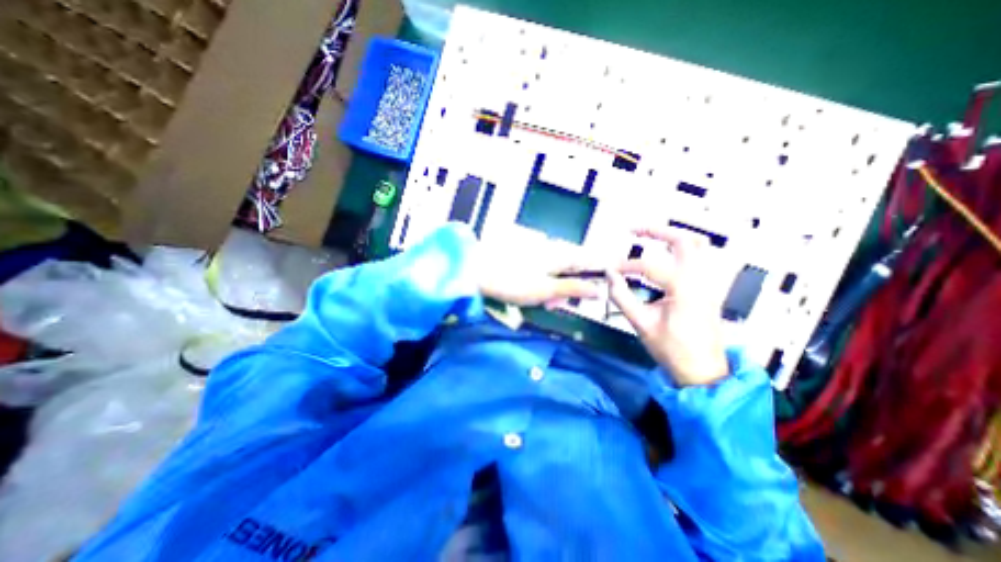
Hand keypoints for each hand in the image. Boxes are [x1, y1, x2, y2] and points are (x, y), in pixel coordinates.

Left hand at [476, 238, 600, 306]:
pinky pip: (542, 275)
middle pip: (572, 271)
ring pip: (556, 276)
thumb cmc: (512, 281)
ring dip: (552, 291)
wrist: (476, 272)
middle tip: (554, 304)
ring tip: (540, 302)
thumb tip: (600, 289)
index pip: (590, 260)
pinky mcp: (527, 262)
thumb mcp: (545, 289)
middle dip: (568, 289)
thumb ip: (573, 288)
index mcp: (560, 255)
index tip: (606, 285)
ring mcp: (538, 256)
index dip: (600, 272)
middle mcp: (552, 252)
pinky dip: (540, 287)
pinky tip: (530, 295)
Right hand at [607, 225, 731, 386]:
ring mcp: (709, 282)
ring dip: (673, 236)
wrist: (702, 370)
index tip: (610, 270)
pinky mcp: (709, 287)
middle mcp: (701, 280)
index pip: (649, 266)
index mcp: (684, 290)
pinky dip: (682, 249)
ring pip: (699, 245)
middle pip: (684, 240)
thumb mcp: (641, 324)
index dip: (626, 265)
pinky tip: (667, 254)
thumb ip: (622, 297)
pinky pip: (700, 258)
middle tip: (633, 230)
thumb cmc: (671, 349)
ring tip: (650, 237)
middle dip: (657, 231)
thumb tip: (610, 276)